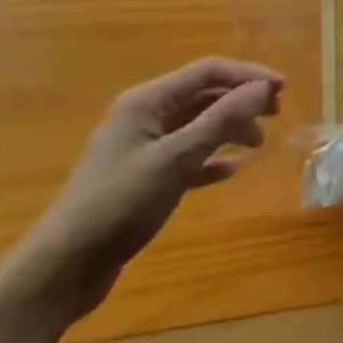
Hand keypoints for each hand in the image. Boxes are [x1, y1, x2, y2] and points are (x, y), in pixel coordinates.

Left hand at [1, 57, 285, 320]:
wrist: (61, 270)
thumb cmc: (119, 204)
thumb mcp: (176, 159)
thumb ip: (222, 120)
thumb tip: (263, 87)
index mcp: (147, 101)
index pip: (208, 71)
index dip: (248, 75)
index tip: (282, 89)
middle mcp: (145, 115)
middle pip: (204, 94)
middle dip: (241, 100)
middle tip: (276, 114)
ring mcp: (141, 147)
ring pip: (197, 124)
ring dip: (229, 128)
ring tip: (257, 145)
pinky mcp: (142, 178)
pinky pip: (186, 155)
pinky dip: (211, 158)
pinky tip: (230, 171)